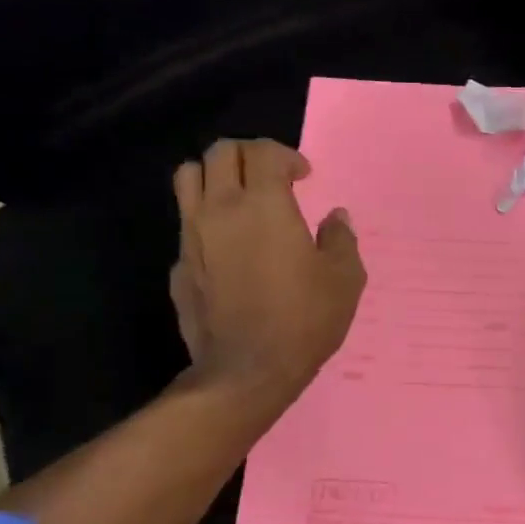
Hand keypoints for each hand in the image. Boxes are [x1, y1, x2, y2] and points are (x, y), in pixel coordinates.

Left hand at [171, 138, 365, 403]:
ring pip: (188, 178)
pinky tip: (228, 248)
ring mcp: (192, 237)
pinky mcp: (179, 266)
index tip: (304, 177)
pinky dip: (205, 221)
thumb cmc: (303, 320)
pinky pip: (186, 224)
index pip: (263, 152)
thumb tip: (335, 218)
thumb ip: (341, 239)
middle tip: (271, 177)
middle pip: (220, 153)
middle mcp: (220, 209)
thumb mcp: (344, 280)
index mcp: (264, 205)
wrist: (247, 371)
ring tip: (238, 197)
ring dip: (215, 176)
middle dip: (248, 155)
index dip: (286, 156)